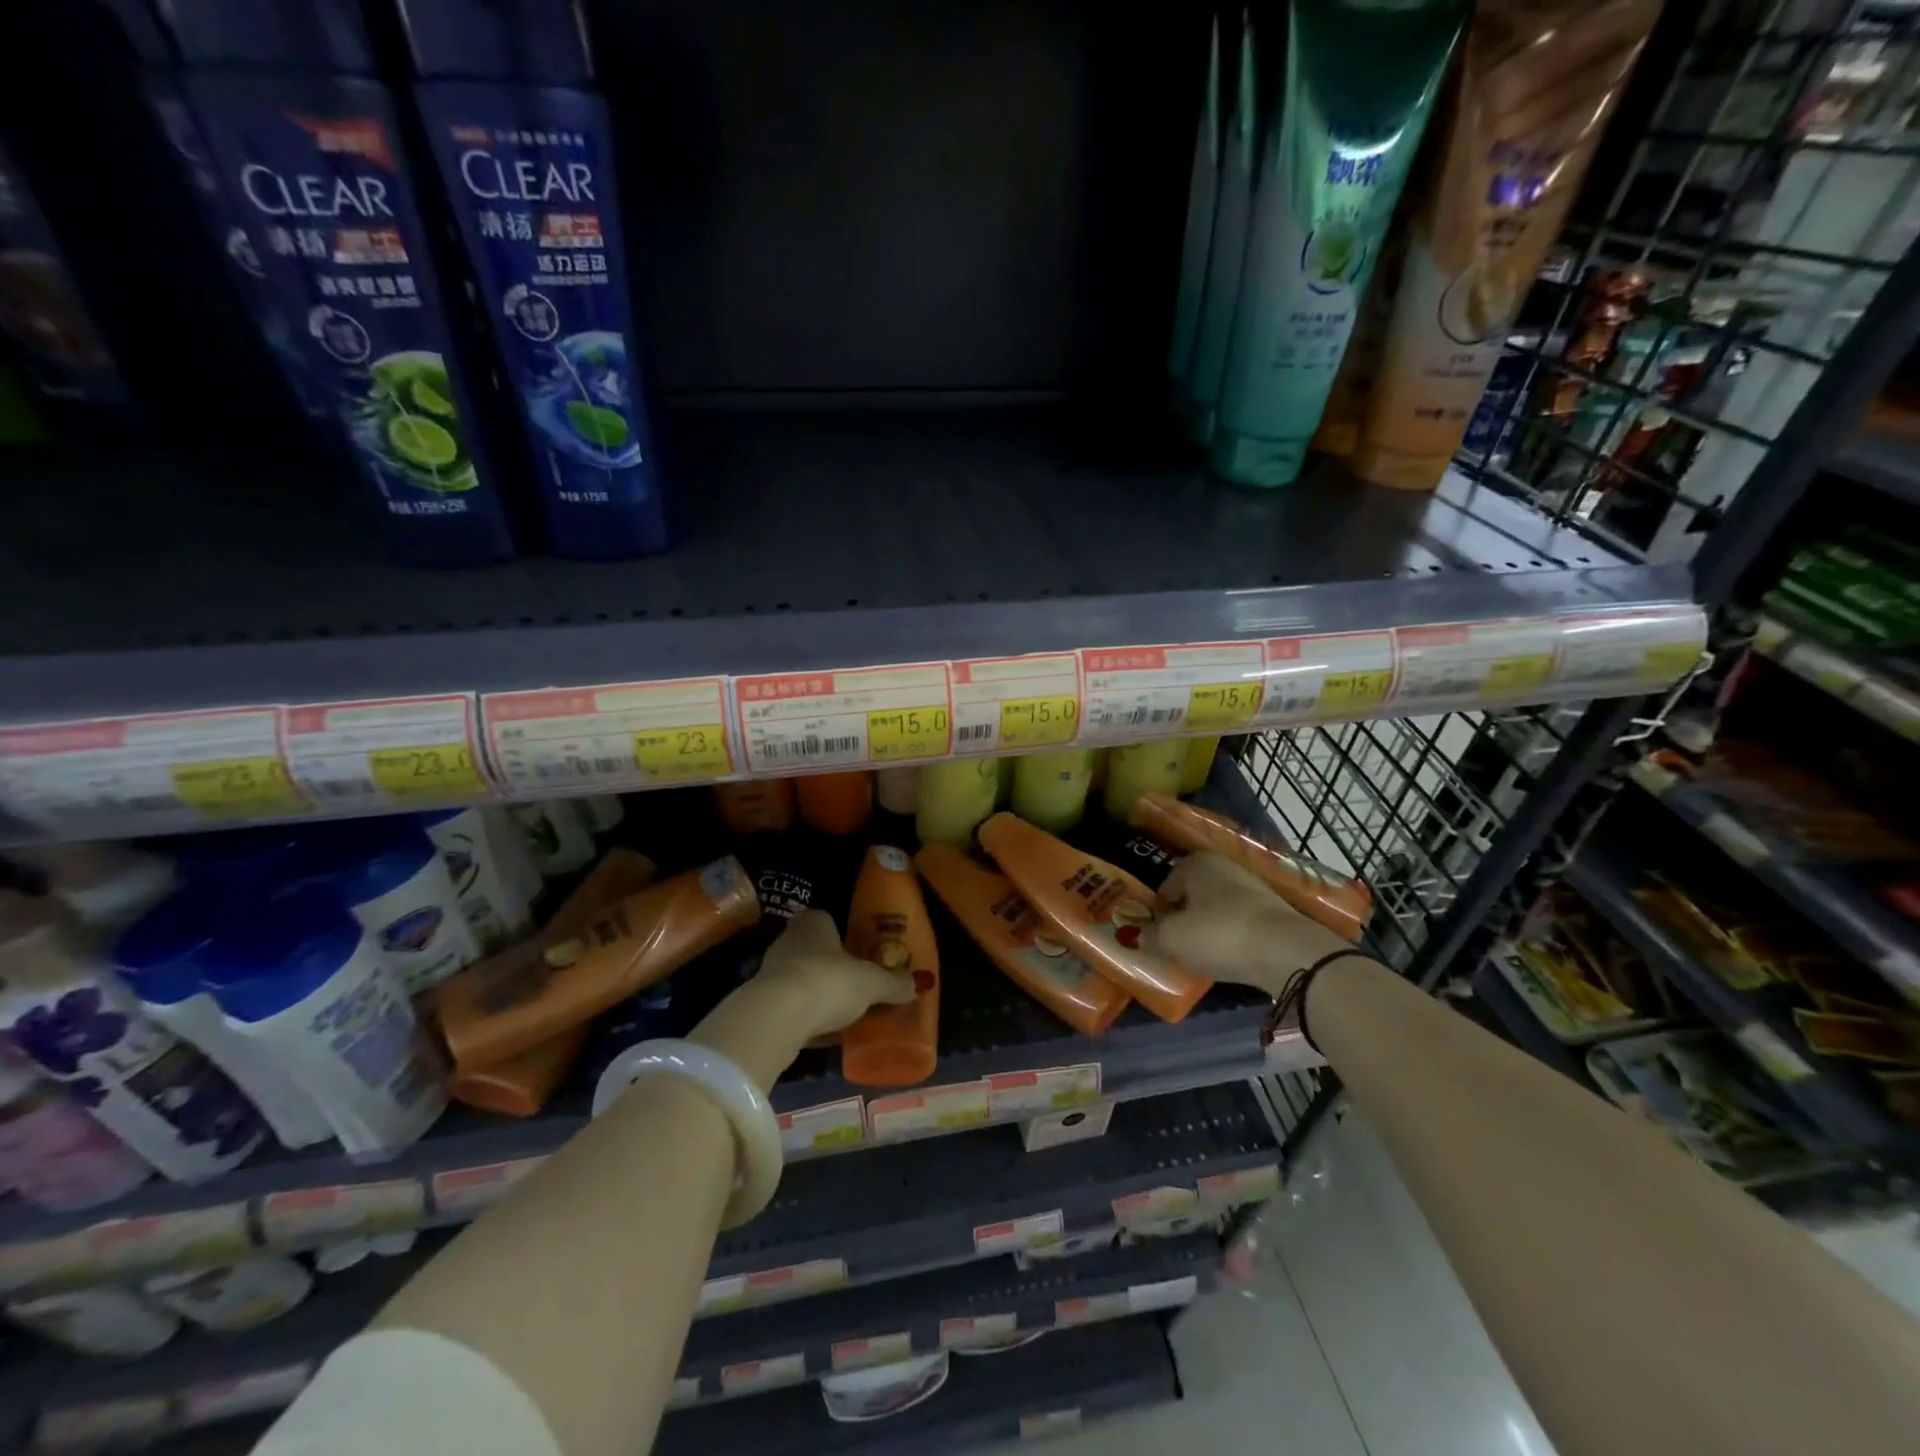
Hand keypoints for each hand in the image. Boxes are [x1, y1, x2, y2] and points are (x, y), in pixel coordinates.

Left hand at [753, 910, 920, 1039]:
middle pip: (816, 951)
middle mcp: (789, 940)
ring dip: (819, 994)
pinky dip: (806, 1017)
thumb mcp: (871, 983)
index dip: (845, 937)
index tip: (861, 955)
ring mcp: (771, 971)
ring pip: (802, 979)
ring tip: (844, 1013)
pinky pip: (791, 1007)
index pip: (829, 921)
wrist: (775, 1018)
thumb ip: (894, 982)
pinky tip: (823, 1034)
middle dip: (834, 968)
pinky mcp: (761, 1004)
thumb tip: (920, 983)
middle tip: (857, 986)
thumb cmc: (827, 982)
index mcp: (814, 922)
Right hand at [1149, 853, 1349, 995]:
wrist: (1287, 952)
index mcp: (1197, 864)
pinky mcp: (1276, 913)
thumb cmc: (1219, 935)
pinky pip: (1241, 923)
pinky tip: (1230, 957)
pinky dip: (1232, 937)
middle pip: (1195, 892)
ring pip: (1219, 907)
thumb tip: (1136, 936)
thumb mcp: (1172, 939)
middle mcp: (1226, 868)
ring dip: (1209, 927)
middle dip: (1184, 915)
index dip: (1158, 907)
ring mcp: (1255, 889)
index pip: (1167, 882)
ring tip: (1202, 953)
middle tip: (1175, 942)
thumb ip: (1149, 936)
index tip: (1155, 931)